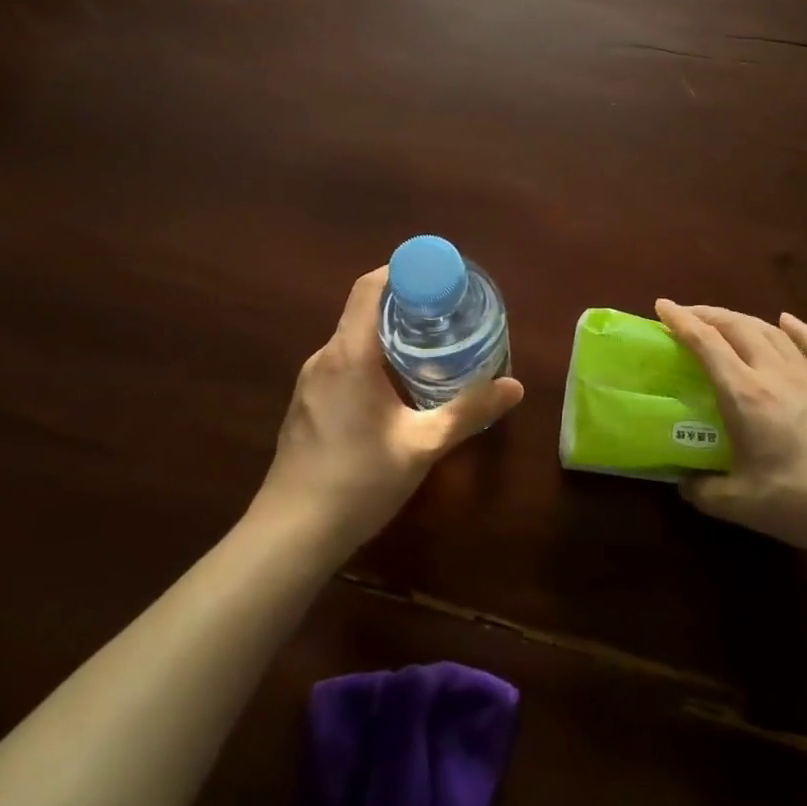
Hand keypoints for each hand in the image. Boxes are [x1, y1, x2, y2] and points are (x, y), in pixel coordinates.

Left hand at [254, 269, 523, 560]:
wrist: (291, 534)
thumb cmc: (358, 481)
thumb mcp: (422, 446)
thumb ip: (468, 412)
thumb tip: (515, 387)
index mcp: (349, 355)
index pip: (369, 288)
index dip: (402, 271)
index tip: (439, 277)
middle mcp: (324, 358)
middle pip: (363, 311)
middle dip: (405, 305)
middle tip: (448, 314)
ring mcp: (310, 382)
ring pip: (353, 340)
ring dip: (389, 335)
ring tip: (431, 348)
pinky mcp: (307, 404)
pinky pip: (343, 364)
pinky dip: (372, 359)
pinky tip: (397, 388)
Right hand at [655, 300, 806, 562]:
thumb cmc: (804, 503)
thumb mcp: (741, 505)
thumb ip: (704, 492)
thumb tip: (684, 484)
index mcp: (746, 395)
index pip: (707, 344)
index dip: (682, 322)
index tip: (662, 306)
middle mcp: (776, 375)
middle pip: (738, 328)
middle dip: (709, 315)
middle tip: (687, 315)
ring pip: (773, 333)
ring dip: (744, 319)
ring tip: (726, 320)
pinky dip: (799, 330)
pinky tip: (788, 321)